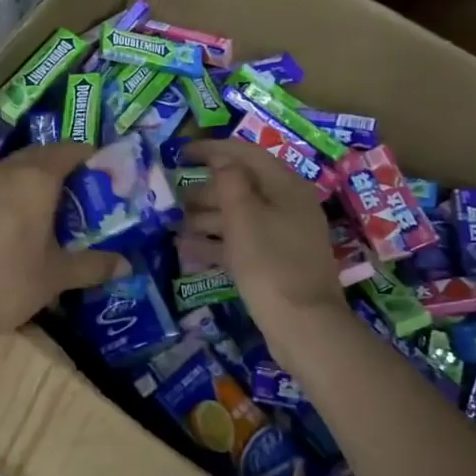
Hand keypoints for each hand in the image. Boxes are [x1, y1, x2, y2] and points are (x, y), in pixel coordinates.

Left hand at [0, 142, 126, 345]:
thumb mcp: (56, 275)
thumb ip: (92, 265)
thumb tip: (126, 265)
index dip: (91, 157)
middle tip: (83, 194)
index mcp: (35, 178)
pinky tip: (17, 226)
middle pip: (40, 155)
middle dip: (63, 168)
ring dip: (35, 181)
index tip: (106, 174)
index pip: (70, 150)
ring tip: (53, 210)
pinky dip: (11, 196)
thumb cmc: (8, 282)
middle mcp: (4, 171)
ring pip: (13, 170)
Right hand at [180, 140, 348, 354]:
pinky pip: (241, 243)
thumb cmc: (270, 262)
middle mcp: (287, 205)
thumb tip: (222, 160)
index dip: (212, 149)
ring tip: (173, 223)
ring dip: (206, 217)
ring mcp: (283, 236)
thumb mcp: (244, 216)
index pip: (246, 154)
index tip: (181, 153)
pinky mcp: (275, 263)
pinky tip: (185, 249)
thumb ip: (230, 182)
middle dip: (205, 188)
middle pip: (242, 186)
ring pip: (239, 216)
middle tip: (172, 196)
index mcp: (285, 186)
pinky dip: (215, 243)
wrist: (303, 325)